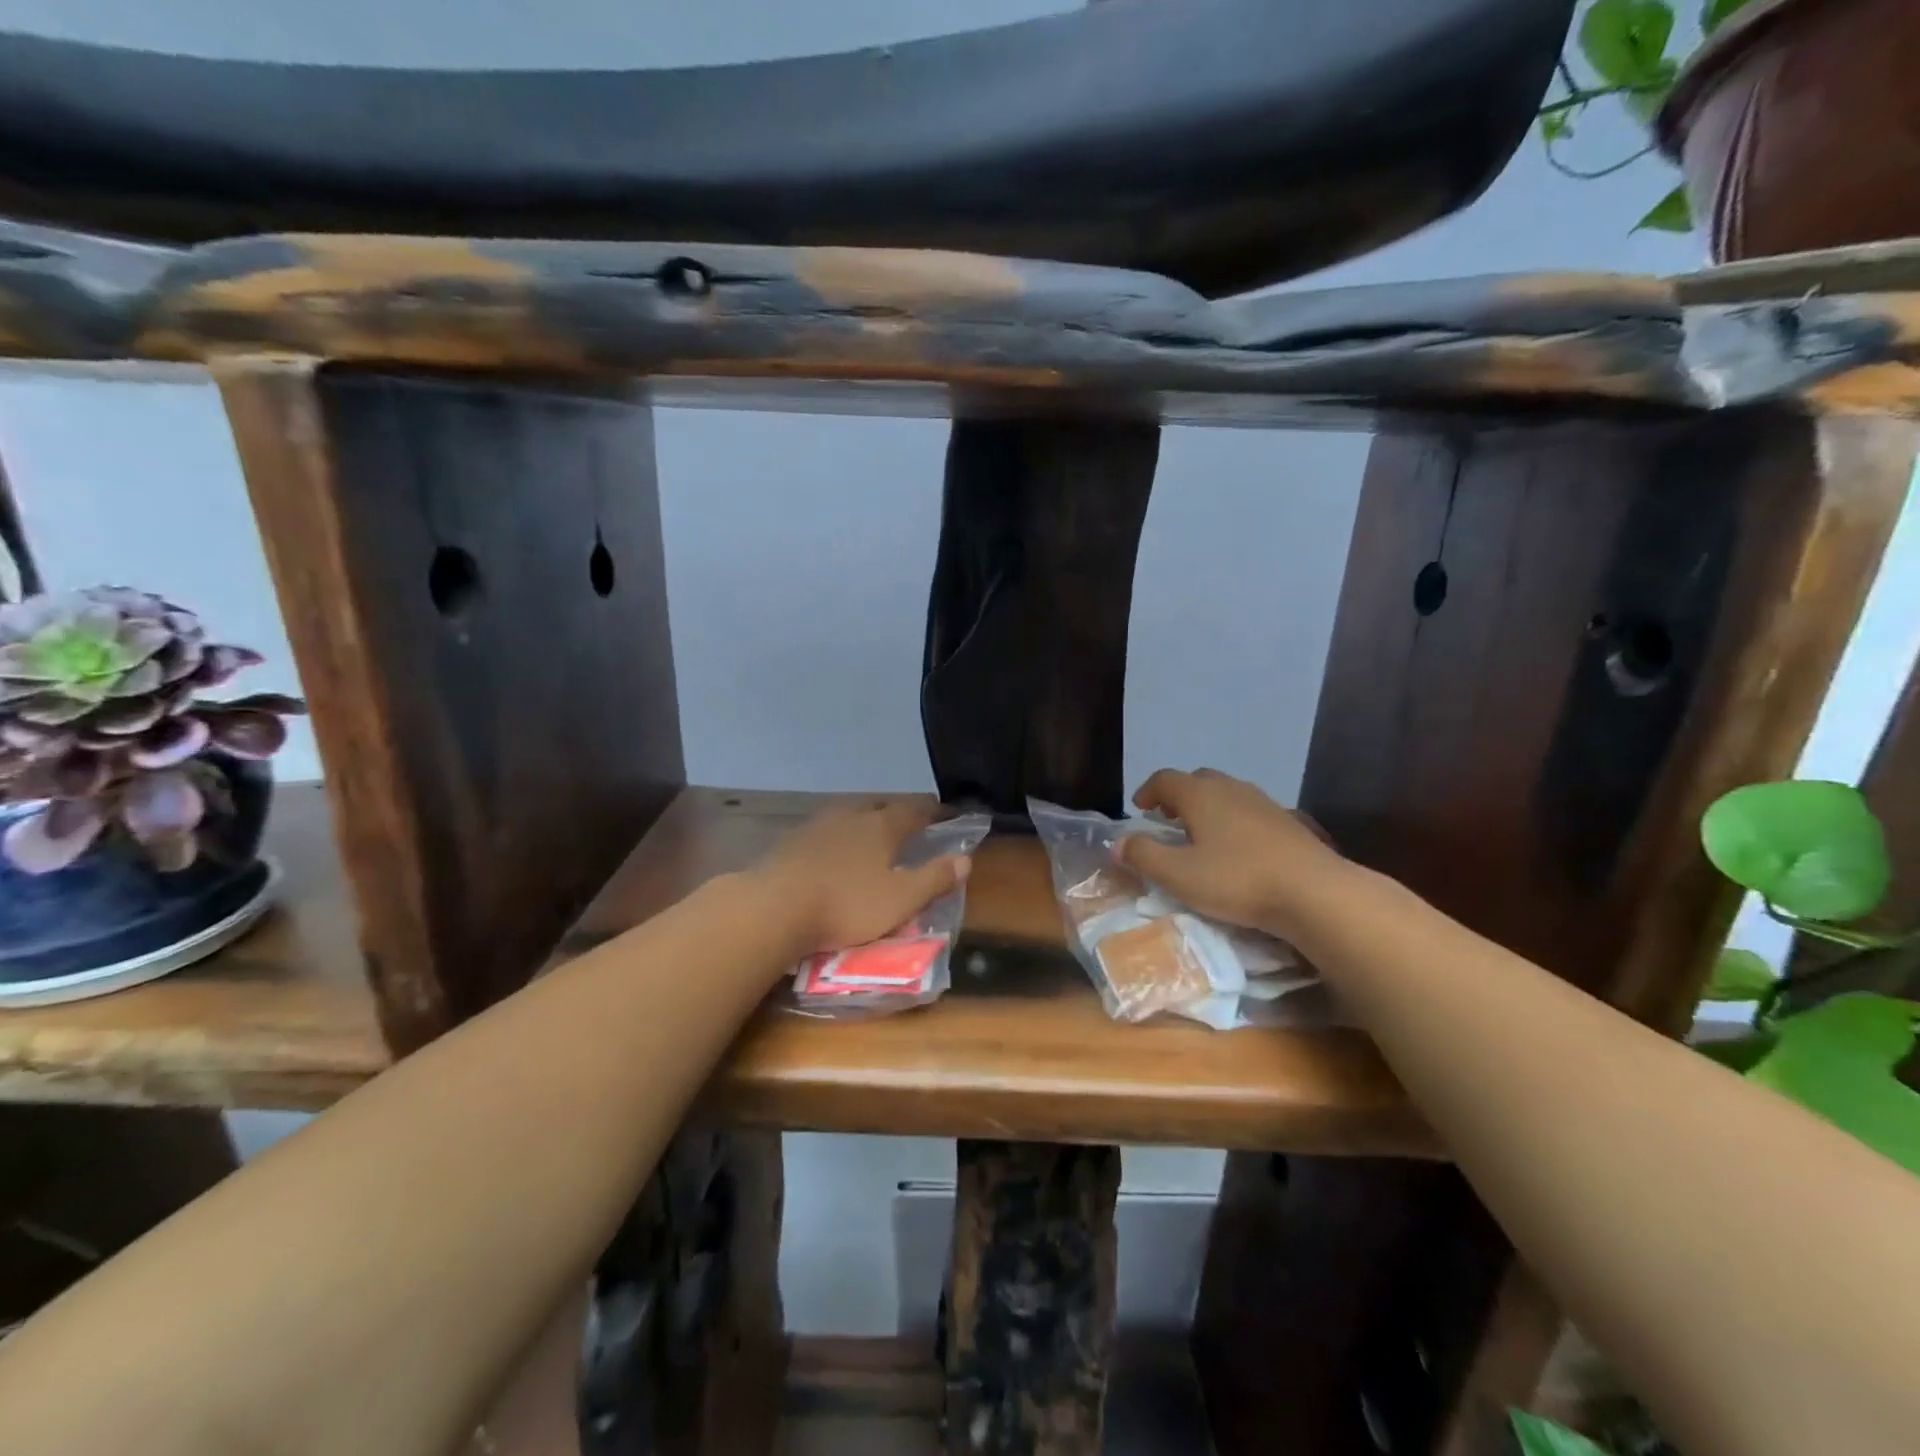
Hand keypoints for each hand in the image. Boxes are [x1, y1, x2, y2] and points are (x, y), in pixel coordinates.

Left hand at [752, 801, 971, 953]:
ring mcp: (817, 826)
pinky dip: (836, 839)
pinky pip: (823, 832)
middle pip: (878, 807)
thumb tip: (966, 859)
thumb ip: (934, 879)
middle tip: (907, 825)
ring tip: (869, 836)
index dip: (931, 812)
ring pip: (848, 816)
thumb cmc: (846, 905)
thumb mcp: (900, 900)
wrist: (774, 907)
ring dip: (862, 823)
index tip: (943, 814)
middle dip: (895, 814)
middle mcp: (850, 817)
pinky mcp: (791, 842)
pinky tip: (831, 853)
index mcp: (881, 827)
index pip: (913, 811)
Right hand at [1115, 768, 1347, 939]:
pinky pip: (1252, 812)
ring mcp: (1265, 803)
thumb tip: (1116, 843)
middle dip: (1179, 796)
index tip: (1139, 809)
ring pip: (1228, 794)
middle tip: (1167, 820)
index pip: (1165, 779)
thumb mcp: (1178, 875)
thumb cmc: (1237, 880)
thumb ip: (1143, 856)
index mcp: (1201, 795)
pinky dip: (1236, 822)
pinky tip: (1240, 849)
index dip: (1148, 791)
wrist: (1314, 893)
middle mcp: (1232, 789)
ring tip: (1202, 835)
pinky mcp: (1290, 823)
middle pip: (1198, 780)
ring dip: (1209, 808)